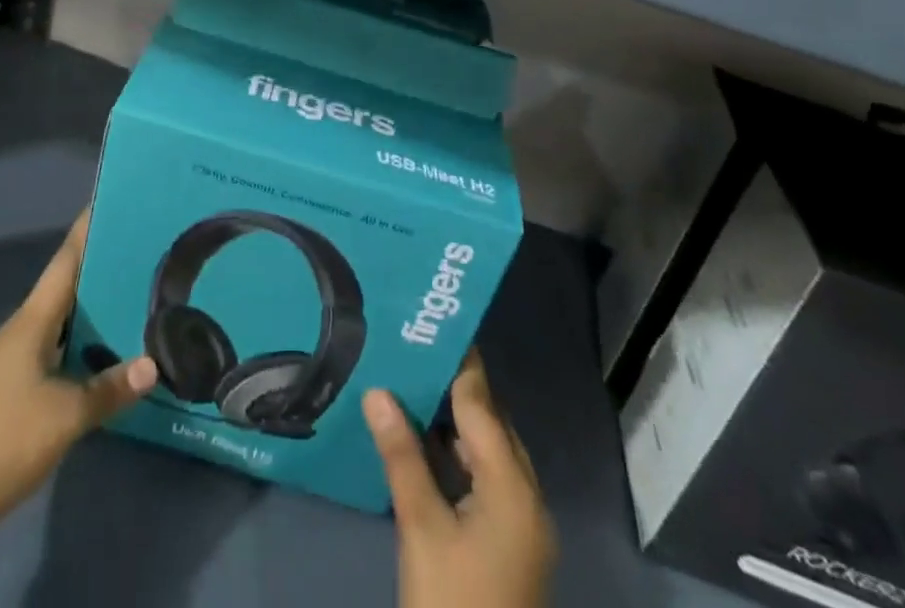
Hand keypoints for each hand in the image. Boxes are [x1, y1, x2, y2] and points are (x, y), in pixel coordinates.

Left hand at [0, 211, 156, 519]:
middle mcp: (23, 330)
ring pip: (61, 318)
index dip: (86, 230)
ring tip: (132, 290)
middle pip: (65, 285)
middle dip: (98, 265)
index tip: (109, 201)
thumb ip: (111, 387)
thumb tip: (154, 365)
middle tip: (138, 248)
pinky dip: (82, 338)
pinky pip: (56, 346)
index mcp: (32, 321)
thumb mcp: (68, 413)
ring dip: (91, 304)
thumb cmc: (8, 436)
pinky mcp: (15, 388)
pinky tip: (106, 346)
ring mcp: (16, 359)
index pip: (65, 262)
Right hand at [364, 353, 556, 607]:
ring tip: (410, 386)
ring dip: (454, 423)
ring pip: (487, 452)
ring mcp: (521, 524)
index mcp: (513, 486)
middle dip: (452, 388)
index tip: (430, 324)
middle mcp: (526, 496)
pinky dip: (457, 457)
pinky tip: (424, 445)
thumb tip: (378, 391)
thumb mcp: (421, 528)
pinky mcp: (510, 545)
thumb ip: (401, 455)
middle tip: (411, 351)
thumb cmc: (452, 606)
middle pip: (489, 423)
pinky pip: (485, 480)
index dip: (457, 362)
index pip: (481, 403)